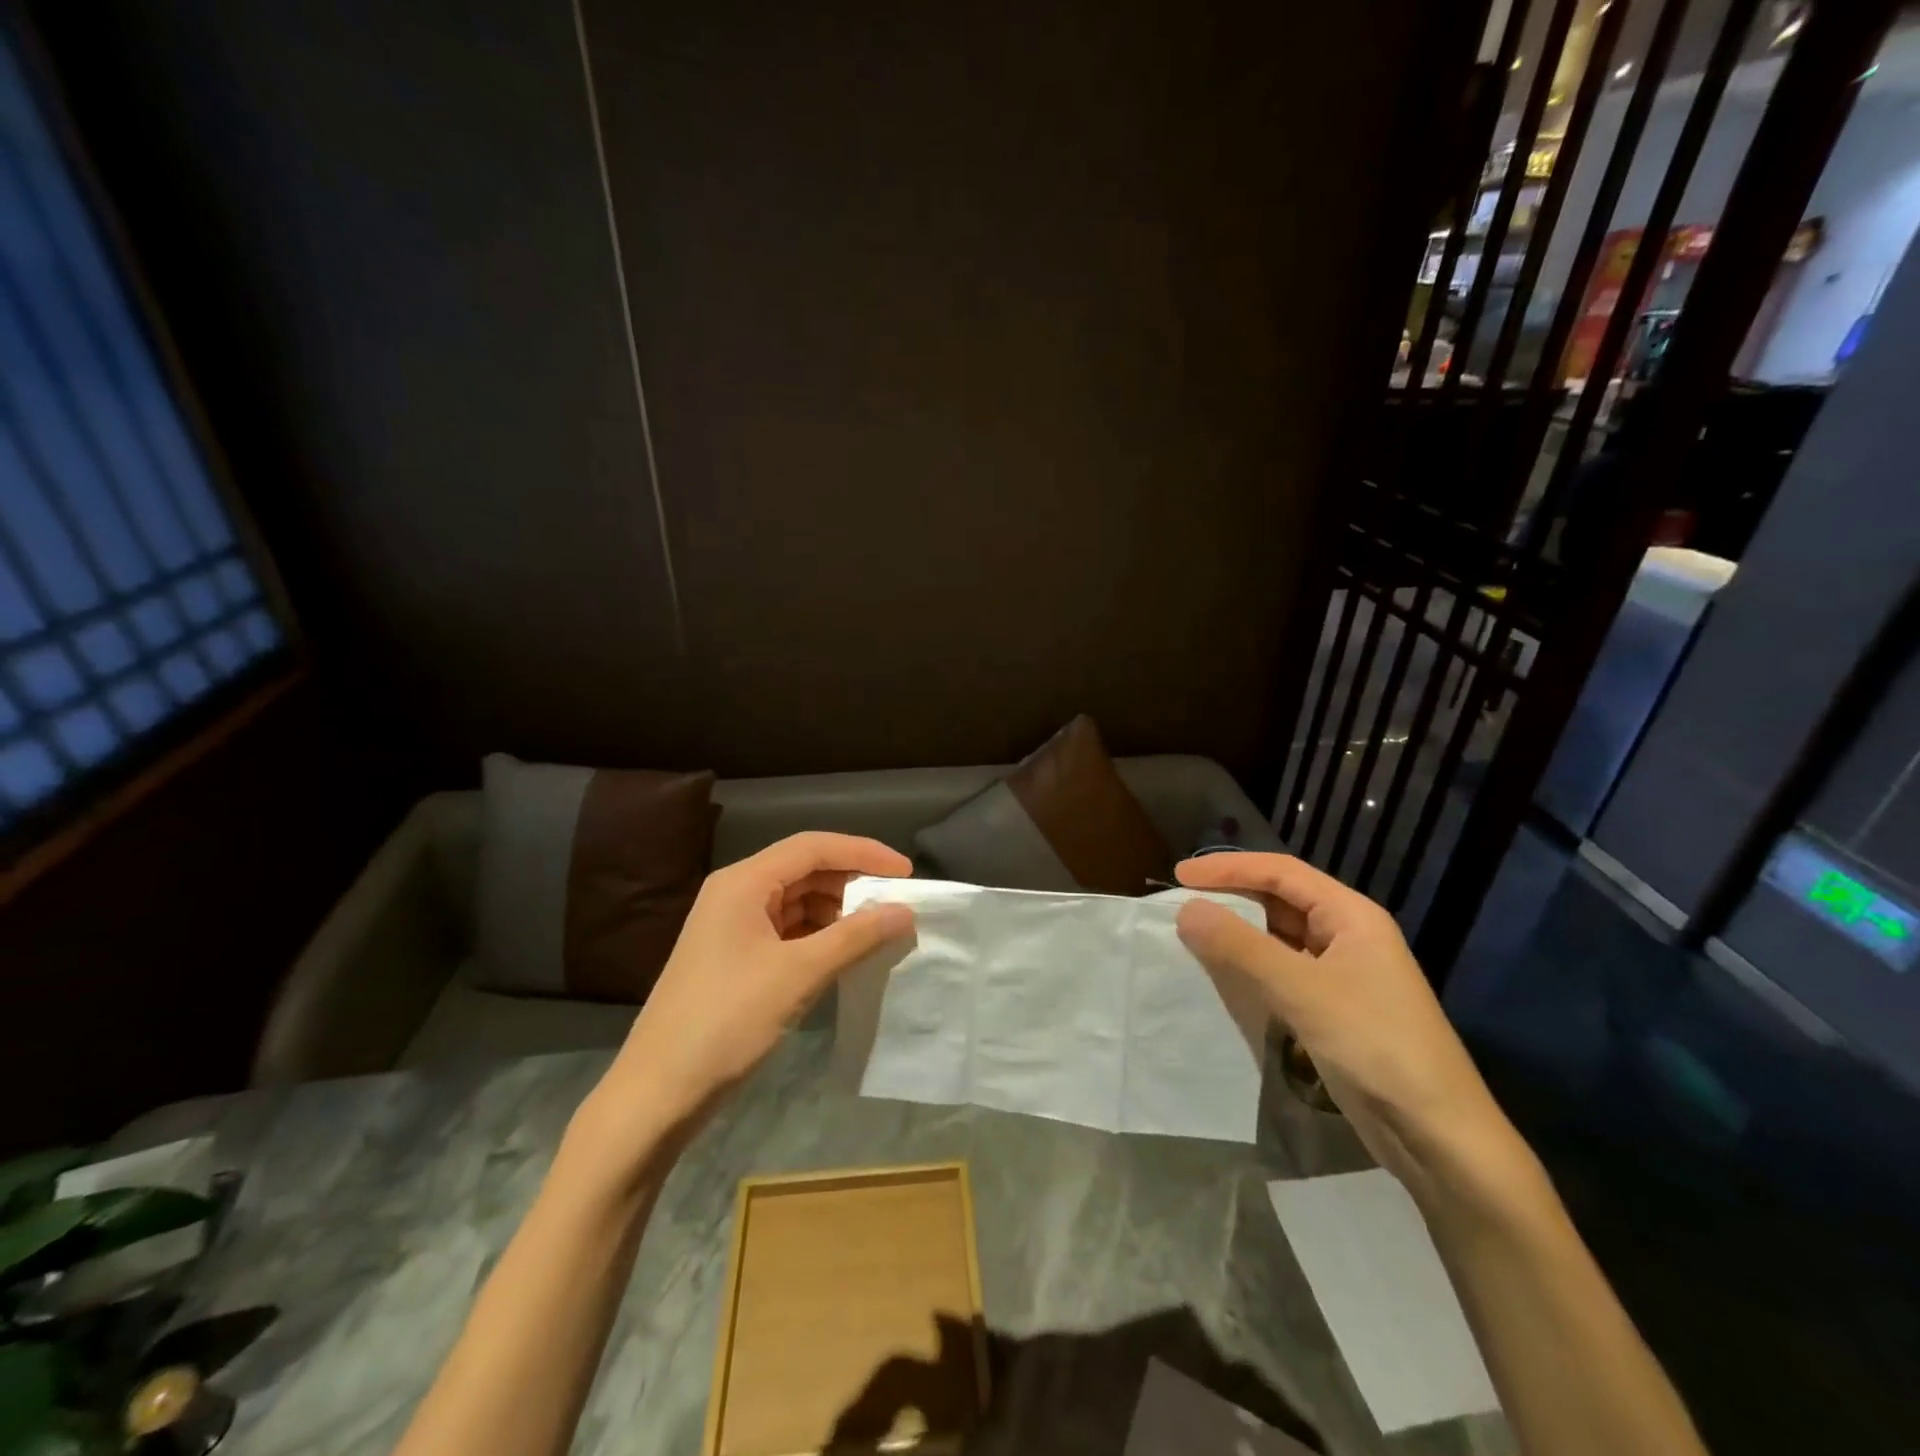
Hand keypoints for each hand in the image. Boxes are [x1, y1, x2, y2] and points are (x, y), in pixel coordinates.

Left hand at [577, 833, 914, 1172]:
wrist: (657, 1093)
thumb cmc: (727, 1021)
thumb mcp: (798, 974)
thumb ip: (855, 937)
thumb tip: (905, 912)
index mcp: (743, 882)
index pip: (814, 847)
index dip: (864, 853)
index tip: (906, 873)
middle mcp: (736, 893)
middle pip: (805, 870)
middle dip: (852, 883)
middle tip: (896, 904)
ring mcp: (733, 926)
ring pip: (797, 901)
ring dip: (837, 912)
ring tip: (877, 931)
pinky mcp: (735, 957)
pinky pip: (787, 930)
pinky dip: (819, 936)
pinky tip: (845, 954)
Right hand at [1175, 853, 1522, 1201]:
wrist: (1440, 1137)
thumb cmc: (1376, 1046)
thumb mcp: (1302, 990)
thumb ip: (1240, 946)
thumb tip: (1185, 910)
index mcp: (1351, 915)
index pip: (1280, 872)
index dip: (1228, 868)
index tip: (1179, 877)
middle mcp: (1348, 936)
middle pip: (1280, 900)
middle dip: (1231, 898)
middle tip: (1180, 904)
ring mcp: (1343, 975)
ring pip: (1279, 938)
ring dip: (1238, 934)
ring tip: (1191, 935)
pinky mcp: (1334, 1010)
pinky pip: (1283, 973)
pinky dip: (1251, 968)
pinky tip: (1223, 977)